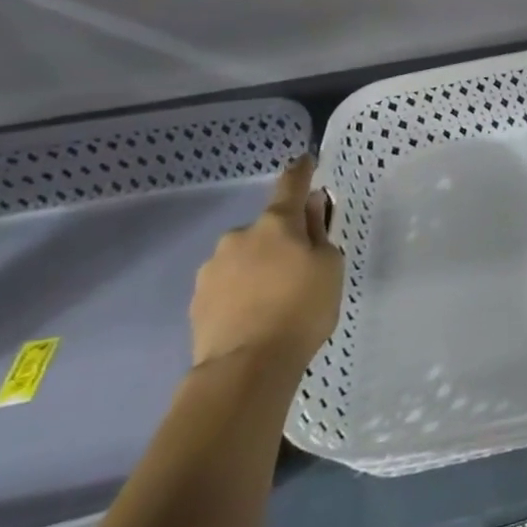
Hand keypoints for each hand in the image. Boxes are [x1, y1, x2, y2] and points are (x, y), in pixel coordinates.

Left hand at [190, 157, 342, 375]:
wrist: (246, 365)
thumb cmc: (302, 308)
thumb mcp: (329, 266)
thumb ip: (320, 233)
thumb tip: (310, 207)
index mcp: (276, 224)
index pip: (290, 186)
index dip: (300, 172)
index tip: (305, 161)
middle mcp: (238, 237)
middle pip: (266, 229)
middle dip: (281, 240)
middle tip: (301, 268)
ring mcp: (212, 268)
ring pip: (244, 257)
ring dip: (259, 267)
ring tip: (276, 299)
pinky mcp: (197, 299)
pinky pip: (228, 284)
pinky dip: (243, 290)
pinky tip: (255, 314)